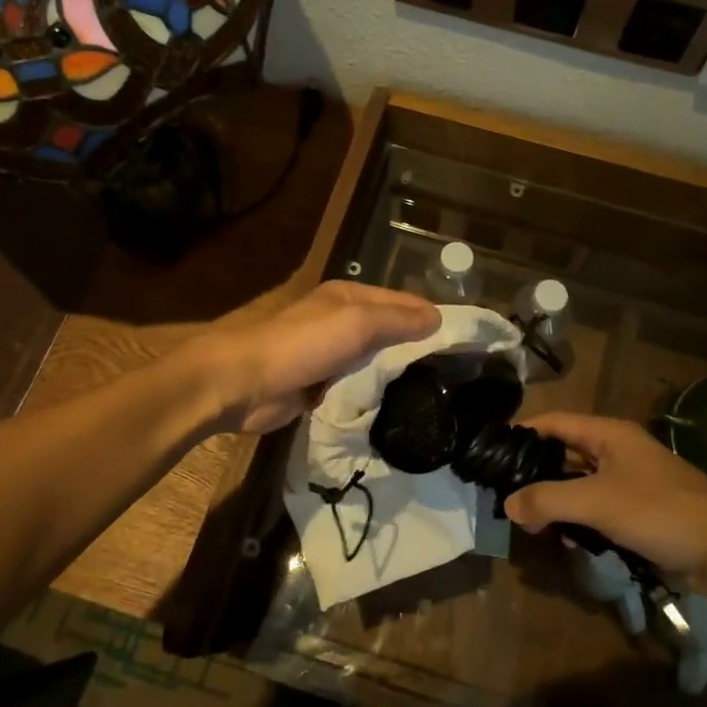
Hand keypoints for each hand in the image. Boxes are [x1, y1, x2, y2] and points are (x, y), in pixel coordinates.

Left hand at [195, 281, 439, 433]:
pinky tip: (398, 409)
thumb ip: (397, 319)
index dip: (432, 317)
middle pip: (390, 332)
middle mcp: (341, 321)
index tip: (465, 342)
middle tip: (457, 375)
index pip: (403, 302)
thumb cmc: (301, 344)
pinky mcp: (319, 385)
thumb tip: (438, 318)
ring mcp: (330, 355)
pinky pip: (357, 387)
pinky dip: (374, 394)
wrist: (241, 383)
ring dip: (397, 374)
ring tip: (436, 395)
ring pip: (375, 362)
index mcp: (349, 297)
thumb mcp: (356, 323)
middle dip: (417, 348)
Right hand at [508, 413, 706, 604]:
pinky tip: (569, 542)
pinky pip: (599, 510)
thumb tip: (508, 504)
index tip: (493, 449)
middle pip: (566, 453)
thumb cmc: (659, 512)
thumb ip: (548, 500)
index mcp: (610, 434)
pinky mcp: (642, 513)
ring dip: (558, 502)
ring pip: (581, 485)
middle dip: (537, 474)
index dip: (524, 431)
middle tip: (506, 495)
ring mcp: (632, 482)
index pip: (555, 422)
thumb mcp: (597, 503)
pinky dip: (580, 521)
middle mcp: (619, 452)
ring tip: (532, 524)